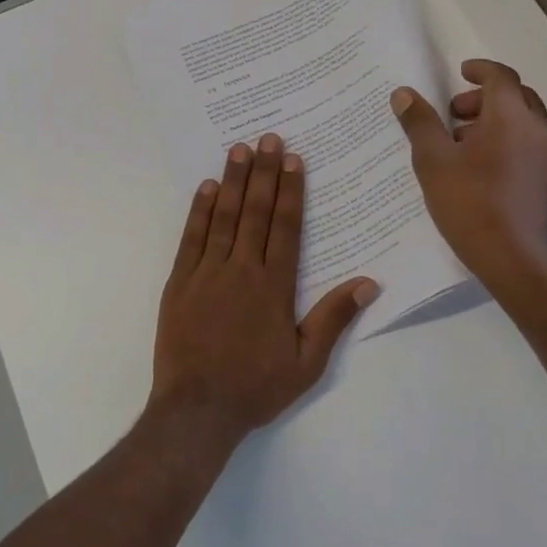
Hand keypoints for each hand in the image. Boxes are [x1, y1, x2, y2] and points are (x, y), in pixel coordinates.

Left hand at [152, 134, 378, 443]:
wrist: (197, 408)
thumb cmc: (255, 387)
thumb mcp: (306, 363)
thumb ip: (333, 319)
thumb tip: (368, 283)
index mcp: (273, 287)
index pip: (284, 227)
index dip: (289, 190)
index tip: (293, 159)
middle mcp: (240, 270)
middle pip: (254, 212)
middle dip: (262, 172)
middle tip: (267, 137)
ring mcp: (205, 273)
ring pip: (223, 217)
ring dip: (232, 181)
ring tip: (238, 149)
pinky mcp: (178, 282)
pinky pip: (191, 238)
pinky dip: (199, 210)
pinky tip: (206, 187)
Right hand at [391, 58, 546, 291]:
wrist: (515, 260)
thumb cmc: (471, 204)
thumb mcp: (433, 161)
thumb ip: (419, 123)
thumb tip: (404, 94)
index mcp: (511, 117)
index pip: (500, 77)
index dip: (479, 70)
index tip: (459, 73)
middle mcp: (537, 130)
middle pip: (515, 97)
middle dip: (483, 98)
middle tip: (452, 113)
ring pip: (522, 123)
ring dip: (492, 122)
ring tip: (458, 144)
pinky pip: (526, 146)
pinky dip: (503, 142)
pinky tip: (476, 169)